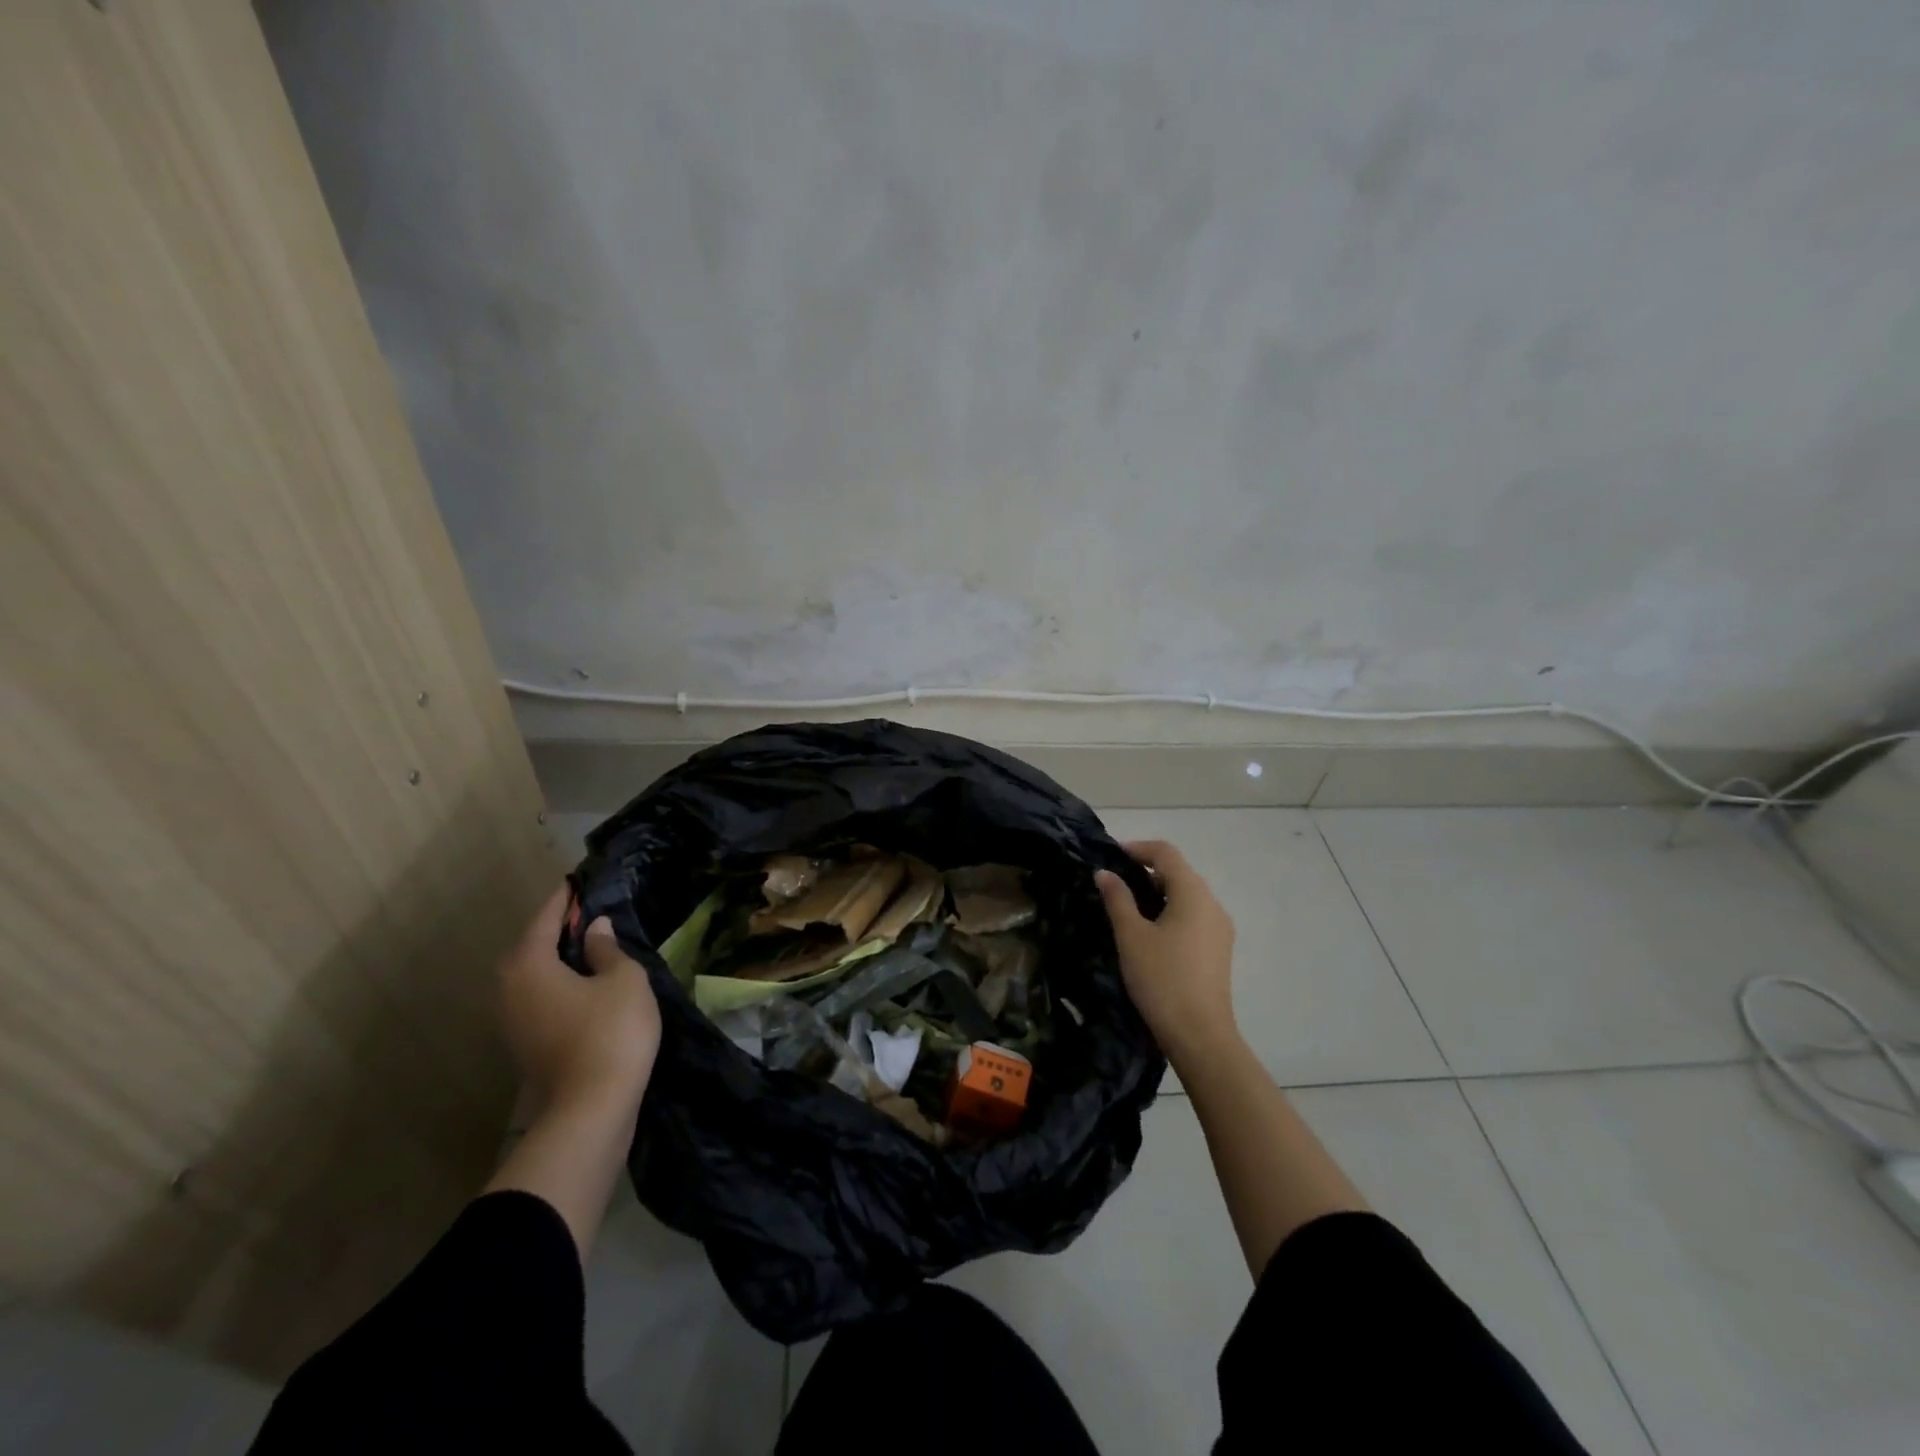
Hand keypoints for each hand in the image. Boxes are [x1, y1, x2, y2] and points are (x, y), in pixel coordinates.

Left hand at [498, 886, 660, 1114]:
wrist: (593, 1106)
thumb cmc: (611, 1030)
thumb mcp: (623, 979)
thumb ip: (608, 949)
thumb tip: (595, 929)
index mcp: (529, 966)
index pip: (545, 920)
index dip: (563, 901)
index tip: (574, 883)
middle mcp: (509, 991)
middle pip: (529, 949)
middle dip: (554, 931)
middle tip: (584, 916)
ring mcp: (512, 1023)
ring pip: (531, 977)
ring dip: (554, 960)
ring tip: (586, 948)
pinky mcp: (525, 1046)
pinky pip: (537, 1000)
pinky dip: (556, 985)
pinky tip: (583, 985)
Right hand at [1096, 841, 1237, 1061]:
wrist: (1199, 1035)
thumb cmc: (1162, 978)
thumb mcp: (1131, 935)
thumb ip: (1118, 898)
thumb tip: (1105, 873)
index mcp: (1193, 893)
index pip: (1166, 853)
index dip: (1137, 848)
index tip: (1110, 857)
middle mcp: (1212, 904)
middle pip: (1178, 872)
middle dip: (1145, 871)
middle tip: (1113, 884)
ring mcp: (1220, 928)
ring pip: (1186, 896)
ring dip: (1158, 893)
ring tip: (1127, 909)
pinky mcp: (1219, 950)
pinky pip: (1193, 917)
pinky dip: (1170, 913)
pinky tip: (1149, 933)